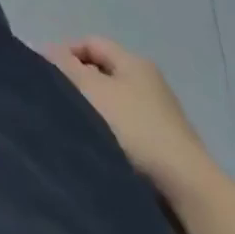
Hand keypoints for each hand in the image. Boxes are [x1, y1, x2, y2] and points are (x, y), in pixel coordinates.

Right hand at [46, 36, 213, 195]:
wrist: (188, 190)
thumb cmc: (135, 129)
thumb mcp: (92, 89)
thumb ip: (65, 66)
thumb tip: (46, 49)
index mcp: (134, 61)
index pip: (90, 42)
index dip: (65, 52)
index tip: (47, 74)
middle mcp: (149, 82)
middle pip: (102, 71)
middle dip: (78, 82)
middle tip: (58, 100)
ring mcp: (160, 115)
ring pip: (113, 102)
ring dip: (93, 110)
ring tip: (76, 126)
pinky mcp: (164, 146)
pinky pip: (126, 128)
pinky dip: (109, 132)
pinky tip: (99, 147)